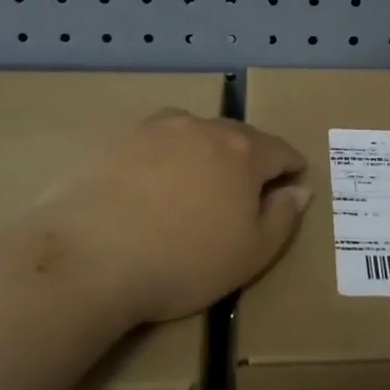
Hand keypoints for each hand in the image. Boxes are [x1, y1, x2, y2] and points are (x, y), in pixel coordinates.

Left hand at [45, 110, 309, 324]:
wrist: (91, 257)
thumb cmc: (183, 262)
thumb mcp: (251, 254)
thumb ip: (283, 218)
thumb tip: (299, 190)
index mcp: (243, 151)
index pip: (280, 150)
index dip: (292, 166)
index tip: (294, 179)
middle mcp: (203, 127)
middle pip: (238, 136)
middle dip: (250, 157)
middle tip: (248, 187)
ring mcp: (156, 128)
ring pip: (195, 133)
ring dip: (206, 152)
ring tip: (200, 181)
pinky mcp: (117, 139)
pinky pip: (156, 142)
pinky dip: (166, 156)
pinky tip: (154, 182)